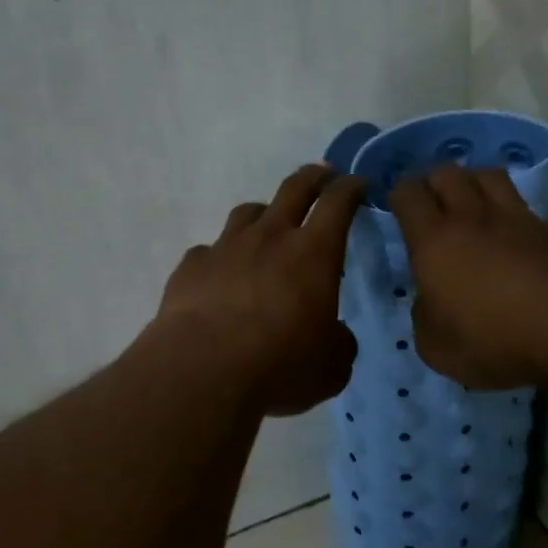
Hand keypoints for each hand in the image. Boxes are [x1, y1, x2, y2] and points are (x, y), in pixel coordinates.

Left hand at [151, 164, 367, 415]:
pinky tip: (220, 276)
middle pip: (293, 189)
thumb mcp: (330, 366)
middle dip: (312, 177)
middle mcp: (269, 238)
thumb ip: (337, 341)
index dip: (350, 188)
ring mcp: (225, 248)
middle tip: (322, 175)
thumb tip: (331, 334)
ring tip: (268, 226)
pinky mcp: (191, 266)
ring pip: (247, 213)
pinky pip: (210, 251)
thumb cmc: (279, 366)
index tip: (357, 184)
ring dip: (264, 214)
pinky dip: (221, 257)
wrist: (202, 372)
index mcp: (313, 254)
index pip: (338, 203)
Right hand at [390, 166, 547, 388]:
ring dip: (474, 183)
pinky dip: (515, 214)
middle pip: (448, 172)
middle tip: (433, 205)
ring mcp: (518, 219)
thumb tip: (430, 300)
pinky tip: (516, 235)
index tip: (399, 210)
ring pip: (489, 175)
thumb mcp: (436, 346)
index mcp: (433, 241)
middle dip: (434, 182)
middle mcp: (472, 218)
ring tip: (472, 204)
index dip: (399, 195)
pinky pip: (528, 207)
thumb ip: (424, 315)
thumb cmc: (493, 341)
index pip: (408, 193)